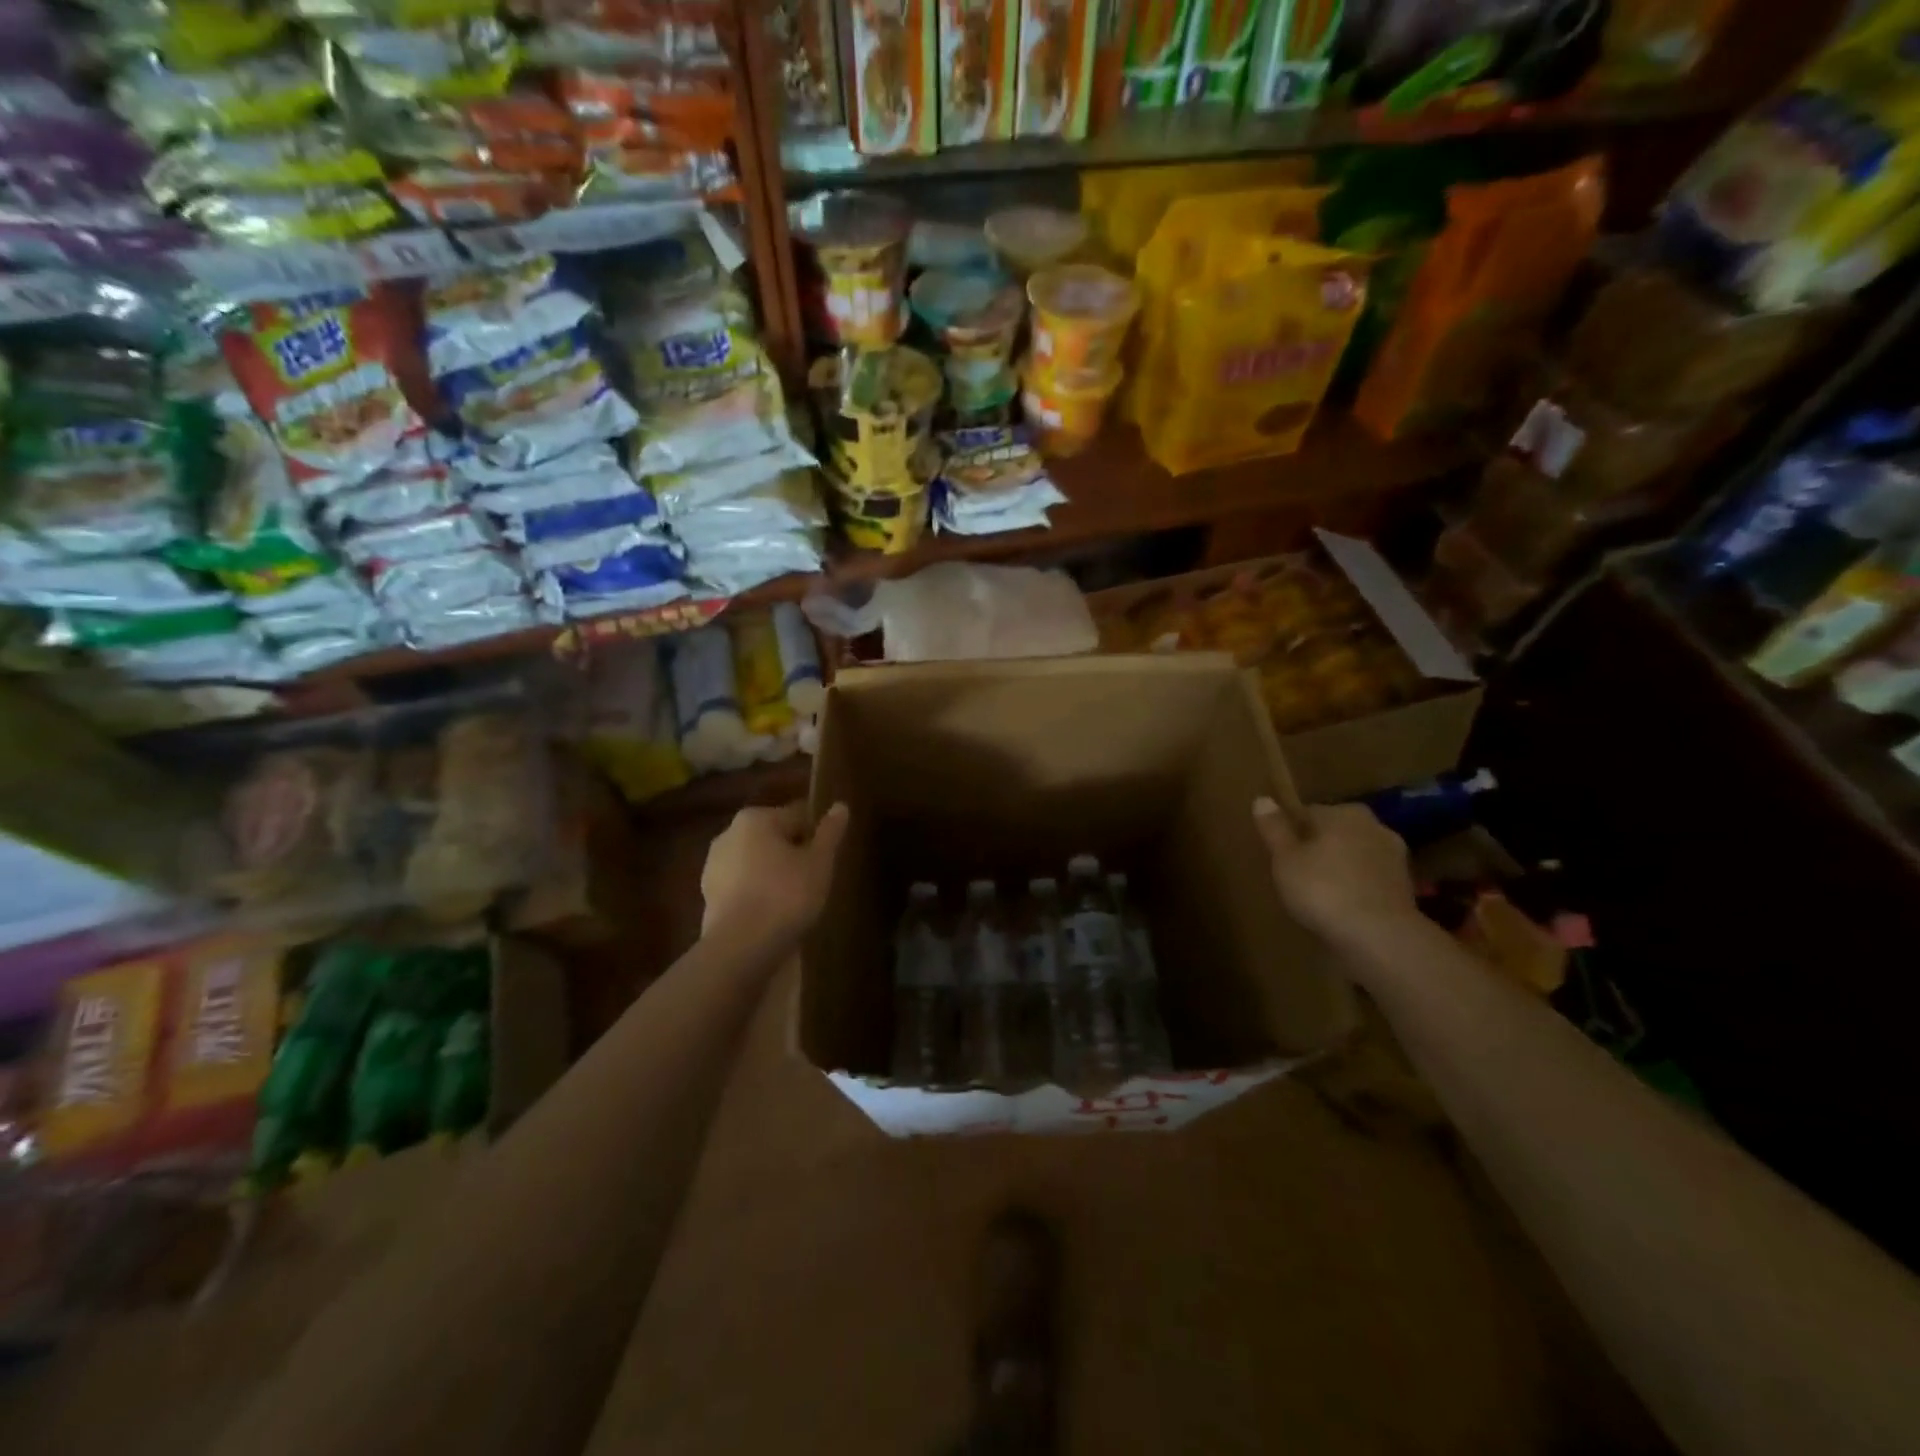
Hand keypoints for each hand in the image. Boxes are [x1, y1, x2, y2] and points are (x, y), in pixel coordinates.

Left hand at [701, 800, 849, 944]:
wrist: (741, 947)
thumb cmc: (786, 895)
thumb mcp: (819, 863)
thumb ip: (830, 833)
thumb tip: (840, 806)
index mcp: (756, 818)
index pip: (797, 816)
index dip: (817, 835)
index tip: (829, 856)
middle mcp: (728, 834)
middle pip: (773, 837)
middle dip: (793, 853)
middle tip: (816, 878)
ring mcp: (714, 866)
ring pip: (756, 862)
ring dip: (774, 873)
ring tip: (796, 899)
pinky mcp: (708, 896)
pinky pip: (743, 885)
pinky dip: (758, 893)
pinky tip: (774, 913)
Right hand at [1252, 796, 1417, 945]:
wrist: (1380, 936)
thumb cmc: (1323, 889)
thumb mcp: (1285, 859)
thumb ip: (1274, 829)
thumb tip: (1262, 799)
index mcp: (1343, 813)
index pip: (1309, 813)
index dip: (1293, 832)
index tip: (1281, 853)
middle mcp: (1374, 826)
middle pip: (1336, 833)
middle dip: (1320, 847)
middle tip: (1298, 873)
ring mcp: (1395, 857)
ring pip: (1356, 856)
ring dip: (1341, 868)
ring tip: (1320, 894)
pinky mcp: (1405, 887)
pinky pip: (1370, 880)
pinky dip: (1357, 888)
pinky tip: (1343, 908)